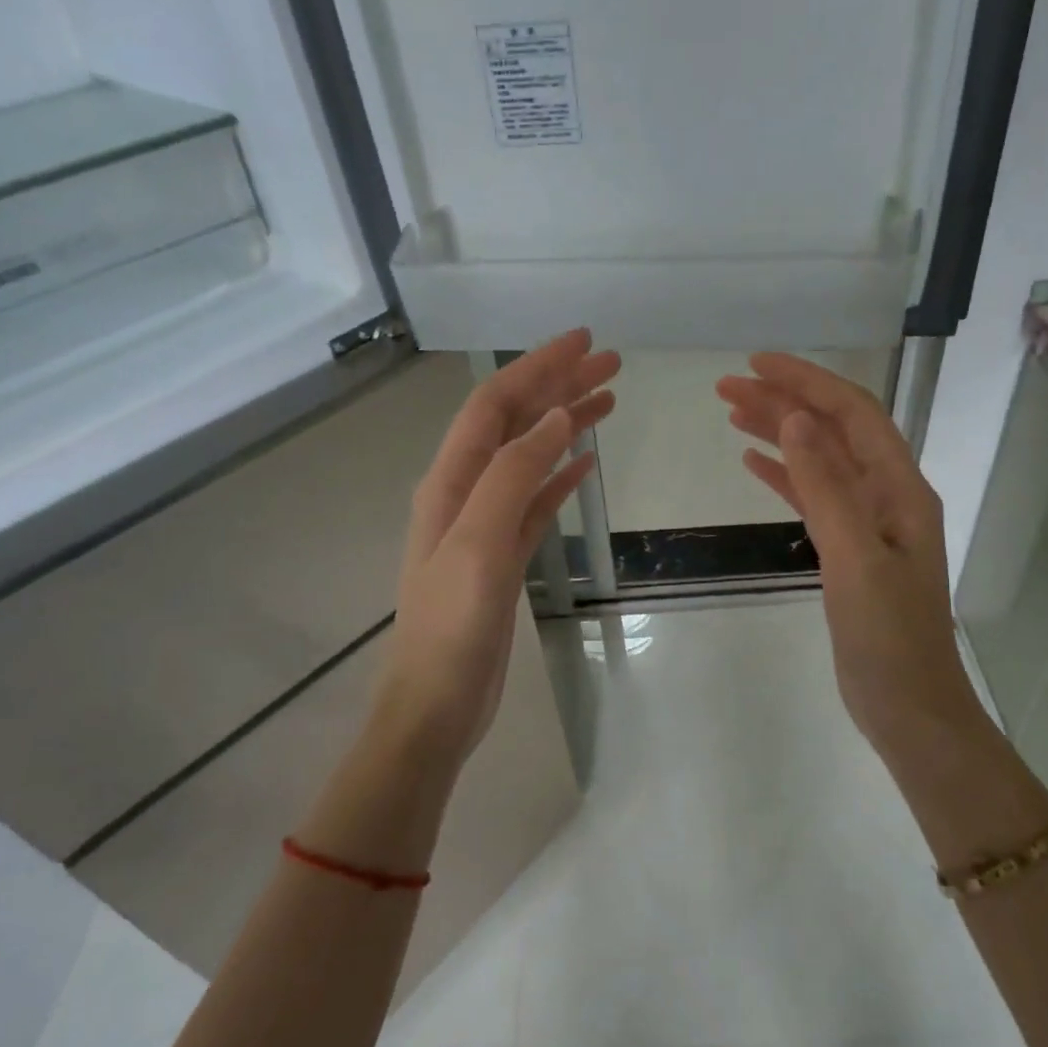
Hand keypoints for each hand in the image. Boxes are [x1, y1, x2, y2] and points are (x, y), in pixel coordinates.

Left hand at [370, 331, 618, 770]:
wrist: (436, 706)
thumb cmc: (451, 628)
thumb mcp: (478, 545)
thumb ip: (512, 476)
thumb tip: (554, 417)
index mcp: (450, 482)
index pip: (493, 405)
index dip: (535, 367)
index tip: (583, 341)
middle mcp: (464, 492)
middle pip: (514, 423)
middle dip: (558, 387)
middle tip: (611, 363)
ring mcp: (484, 524)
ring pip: (529, 457)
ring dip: (565, 425)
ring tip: (610, 400)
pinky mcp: (502, 555)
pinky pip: (535, 500)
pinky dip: (560, 474)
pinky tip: (587, 463)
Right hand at [716, 355, 976, 762]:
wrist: (908, 707)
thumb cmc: (888, 637)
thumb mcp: (855, 559)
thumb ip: (826, 487)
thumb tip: (798, 418)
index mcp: (900, 489)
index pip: (853, 413)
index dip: (807, 382)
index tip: (756, 363)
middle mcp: (887, 496)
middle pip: (833, 430)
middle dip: (785, 401)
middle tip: (726, 385)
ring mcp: (867, 524)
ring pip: (819, 461)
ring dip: (780, 432)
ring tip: (731, 411)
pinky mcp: (847, 550)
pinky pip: (812, 497)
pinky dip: (783, 475)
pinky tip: (752, 462)